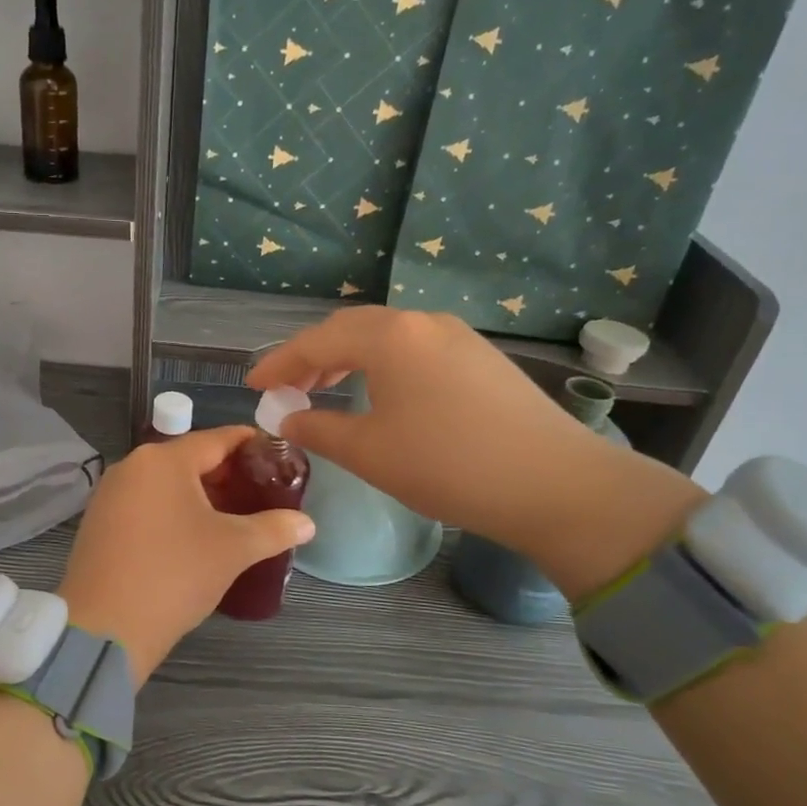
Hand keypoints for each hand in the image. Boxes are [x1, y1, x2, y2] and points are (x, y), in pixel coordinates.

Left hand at [57, 426, 314, 682]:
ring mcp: (110, 495)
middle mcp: (132, 466)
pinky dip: (173, 512)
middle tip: (262, 494)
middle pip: (190, 460)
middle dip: (227, 475)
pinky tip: (193, 537)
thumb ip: (274, 528)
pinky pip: (146, 505)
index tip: (278, 456)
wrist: (105, 628)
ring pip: (166, 484)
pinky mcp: (99, 523)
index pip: (218, 439)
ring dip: (200, 496)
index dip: (251, 444)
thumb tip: (307, 523)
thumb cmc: (174, 575)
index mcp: (164, 460)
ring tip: (234, 518)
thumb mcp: (233, 549)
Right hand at [246, 307, 702, 592]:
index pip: (317, 341)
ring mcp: (458, 336)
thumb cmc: (446, 465)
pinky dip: (384, 365)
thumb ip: (318, 427)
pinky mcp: (481, 358)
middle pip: (352, 329)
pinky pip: (415, 350)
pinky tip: (381, 394)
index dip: (279, 363)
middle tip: (287, 387)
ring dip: (349, 358)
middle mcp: (423, 322)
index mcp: (389, 336)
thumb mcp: (368, 451)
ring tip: (326, 388)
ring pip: (387, 337)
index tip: (253, 385)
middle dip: (313, 356)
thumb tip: (286, 416)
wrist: (553, 483)